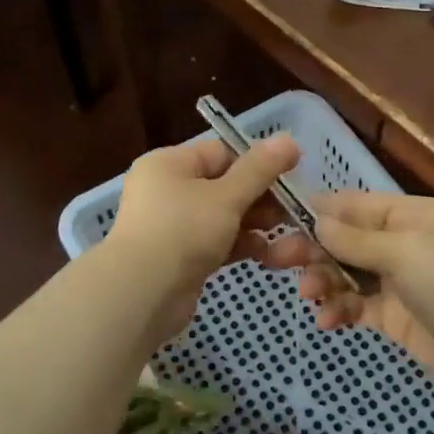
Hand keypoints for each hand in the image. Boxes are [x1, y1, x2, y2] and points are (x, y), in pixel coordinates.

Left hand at [106, 133, 301, 335]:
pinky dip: (238, 245)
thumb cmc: (183, 231)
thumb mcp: (227, 196)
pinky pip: (214, 243)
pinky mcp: (178, 258)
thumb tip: (289, 139)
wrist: (142, 294)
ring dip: (253, 225)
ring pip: (221, 217)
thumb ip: (260, 169)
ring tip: (284, 236)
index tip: (290, 177)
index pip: (221, 152)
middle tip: (290, 211)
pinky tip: (266, 255)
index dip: (257, 163)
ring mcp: (170, 226)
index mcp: (169, 164)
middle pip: (223, 185)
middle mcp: (166, 190)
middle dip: (259, 199)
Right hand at [264, 192, 433, 403]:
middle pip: (347, 240)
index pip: (357, 205)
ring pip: (348, 273)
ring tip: (308, 295)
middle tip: (277, 260)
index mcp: (412, 216)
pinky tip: (326, 321)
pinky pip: (357, 306)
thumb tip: (316, 220)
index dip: (320, 210)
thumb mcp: (403, 252)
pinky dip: (339, 310)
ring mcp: (399, 282)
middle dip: (314, 249)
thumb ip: (355, 239)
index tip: (280, 216)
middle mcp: (404, 243)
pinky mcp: (395, 316)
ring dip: (324, 281)